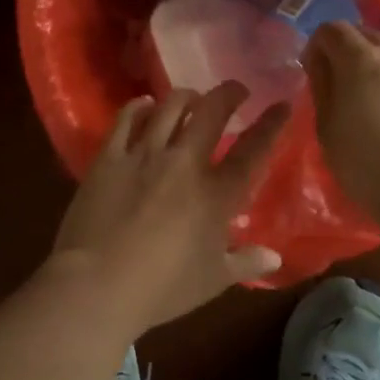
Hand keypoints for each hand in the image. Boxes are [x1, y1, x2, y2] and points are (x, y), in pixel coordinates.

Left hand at [49, 83, 289, 336]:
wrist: (96, 286)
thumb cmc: (161, 289)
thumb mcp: (212, 281)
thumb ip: (246, 264)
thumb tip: (275, 256)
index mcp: (215, 194)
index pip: (253, 150)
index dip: (271, 125)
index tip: (282, 104)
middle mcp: (184, 163)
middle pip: (211, 112)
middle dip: (229, 93)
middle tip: (236, 90)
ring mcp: (144, 154)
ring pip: (170, 106)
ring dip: (187, 97)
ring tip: (192, 98)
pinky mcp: (110, 155)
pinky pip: (127, 118)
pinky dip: (139, 106)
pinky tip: (145, 104)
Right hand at [305, 22, 379, 215]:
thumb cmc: (369, 165)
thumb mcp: (327, 130)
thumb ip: (322, 88)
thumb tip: (322, 65)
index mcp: (362, 59)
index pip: (333, 29)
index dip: (318, 46)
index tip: (315, 72)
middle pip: (368, 36)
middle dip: (351, 52)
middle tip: (344, 86)